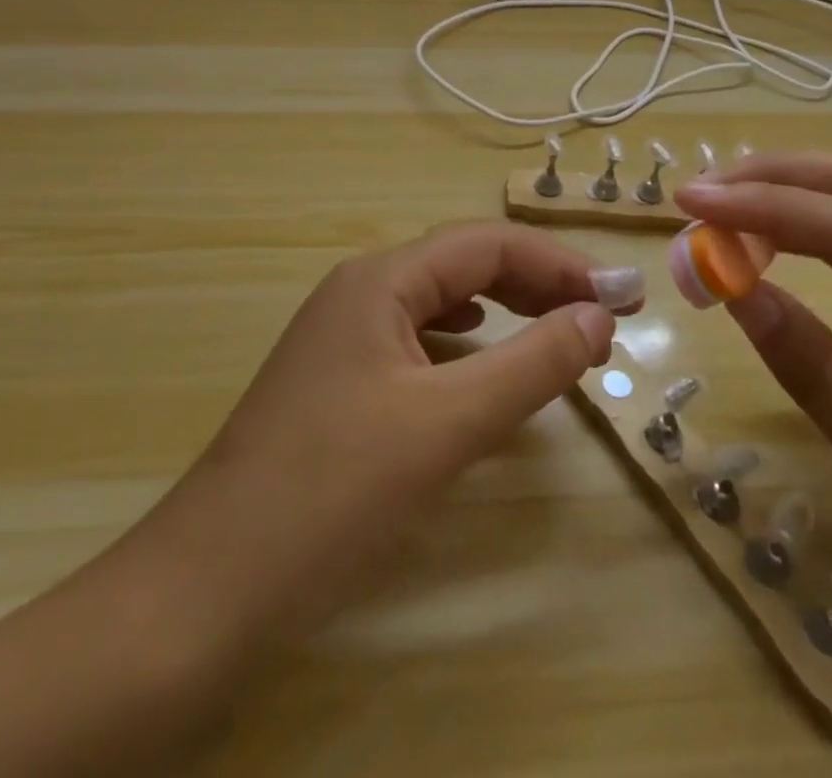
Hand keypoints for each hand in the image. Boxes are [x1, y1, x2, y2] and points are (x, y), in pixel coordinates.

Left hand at [137, 222, 631, 646]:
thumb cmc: (332, 493)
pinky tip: (480, 354)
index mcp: (380, 280)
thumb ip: (530, 364)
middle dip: (537, 282)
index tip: (622, 296)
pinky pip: (418, 336)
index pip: (487, 244)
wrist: (209, 587)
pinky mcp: (339, 378)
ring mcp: (344, 334)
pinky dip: (466, 340)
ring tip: (557, 330)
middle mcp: (360, 290)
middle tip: (602, 314)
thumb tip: (598, 316)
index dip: (560, 263)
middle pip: (464, 264)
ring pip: (440, 300)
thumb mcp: (446, 425)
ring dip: (505, 307)